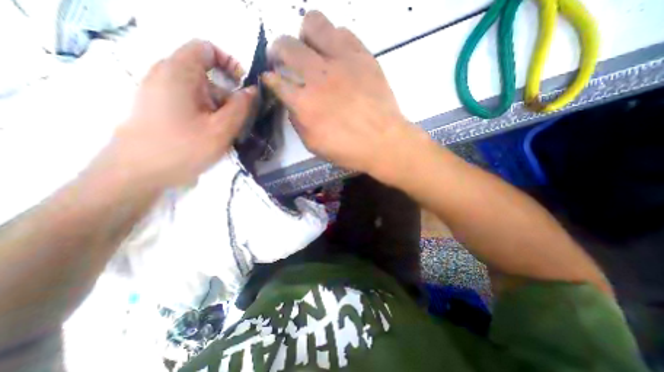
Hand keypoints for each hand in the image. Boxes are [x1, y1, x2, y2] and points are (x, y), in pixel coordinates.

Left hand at [108, 39, 254, 188]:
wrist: (136, 174)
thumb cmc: (182, 149)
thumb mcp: (221, 129)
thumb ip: (241, 107)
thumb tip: (253, 91)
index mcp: (179, 73)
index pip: (206, 48)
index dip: (230, 63)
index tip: (244, 87)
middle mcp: (166, 75)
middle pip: (207, 74)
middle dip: (229, 94)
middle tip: (242, 117)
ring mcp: (161, 92)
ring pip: (201, 91)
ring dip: (220, 107)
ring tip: (229, 131)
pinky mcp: (160, 107)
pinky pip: (192, 102)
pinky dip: (208, 113)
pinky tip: (214, 133)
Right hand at [263, 10, 415, 176]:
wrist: (383, 142)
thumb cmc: (348, 149)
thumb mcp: (313, 144)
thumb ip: (297, 122)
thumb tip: (292, 103)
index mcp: (304, 104)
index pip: (275, 81)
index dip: (269, 79)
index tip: (271, 79)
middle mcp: (318, 77)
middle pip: (286, 45)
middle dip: (278, 51)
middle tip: (284, 59)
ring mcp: (342, 62)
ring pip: (313, 24)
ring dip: (305, 36)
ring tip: (310, 49)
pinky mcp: (363, 56)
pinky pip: (342, 32)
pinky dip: (333, 39)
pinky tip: (336, 55)